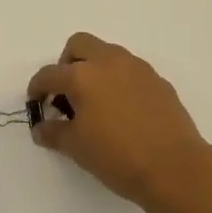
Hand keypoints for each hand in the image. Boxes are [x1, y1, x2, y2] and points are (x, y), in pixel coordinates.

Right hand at [27, 32, 211, 211]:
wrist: (175, 168)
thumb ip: (54, 133)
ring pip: (107, 53)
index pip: (50, 74)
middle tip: (67, 92)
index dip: (37, 87)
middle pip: (79, 44)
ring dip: (95, 68)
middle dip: (67, 63)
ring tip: (96, 101)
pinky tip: (122, 109)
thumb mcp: (77, 148)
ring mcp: (136, 68)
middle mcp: (108, 62)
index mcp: (82, 76)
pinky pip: (130, 70)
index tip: (36, 101)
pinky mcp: (157, 80)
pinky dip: (119, 80)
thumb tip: (41, 128)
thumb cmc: (118, 157)